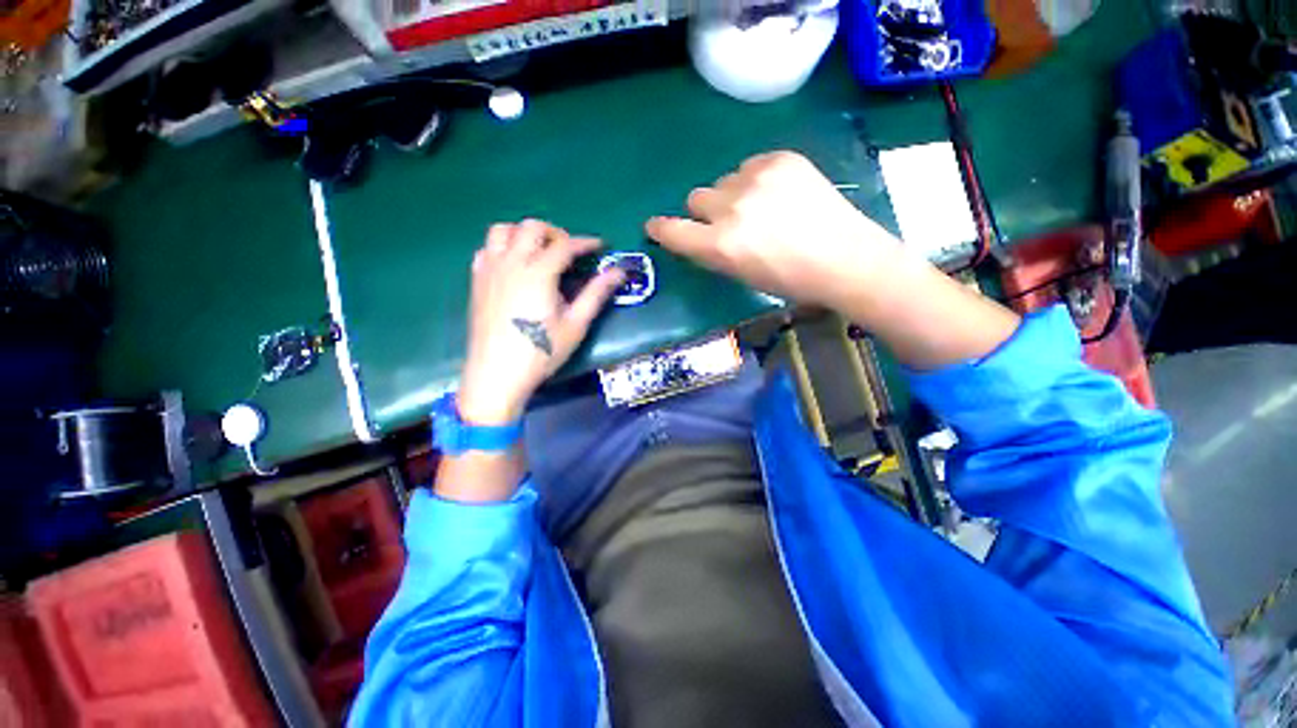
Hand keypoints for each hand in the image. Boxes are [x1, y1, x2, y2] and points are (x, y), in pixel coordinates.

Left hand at [457, 220, 623, 424]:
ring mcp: (490, 269)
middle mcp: (511, 262)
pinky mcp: (477, 280)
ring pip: (504, 230)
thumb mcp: (576, 324)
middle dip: (556, 233)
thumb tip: (618, 273)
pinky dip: (503, 247)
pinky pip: (487, 248)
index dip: (586, 242)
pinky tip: (515, 266)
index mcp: (538, 272)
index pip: (565, 245)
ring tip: (540, 253)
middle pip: (532, 227)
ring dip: (525, 234)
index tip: (601, 246)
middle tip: (570, 253)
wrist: (497, 374)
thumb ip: (596, 294)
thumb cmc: (541, 352)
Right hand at [645, 151, 901, 309]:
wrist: (844, 258)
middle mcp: (732, 208)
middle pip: (696, 198)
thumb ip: (710, 252)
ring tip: (762, 209)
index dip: (661, 229)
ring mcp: (757, 178)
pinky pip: (750, 165)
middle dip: (706, 212)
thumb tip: (695, 234)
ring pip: (724, 181)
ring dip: (732, 194)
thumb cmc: (789, 280)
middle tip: (730, 223)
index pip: (673, 231)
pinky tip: (779, 195)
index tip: (656, 226)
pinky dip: (756, 179)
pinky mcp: (781, 159)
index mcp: (720, 245)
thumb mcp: (740, 275)